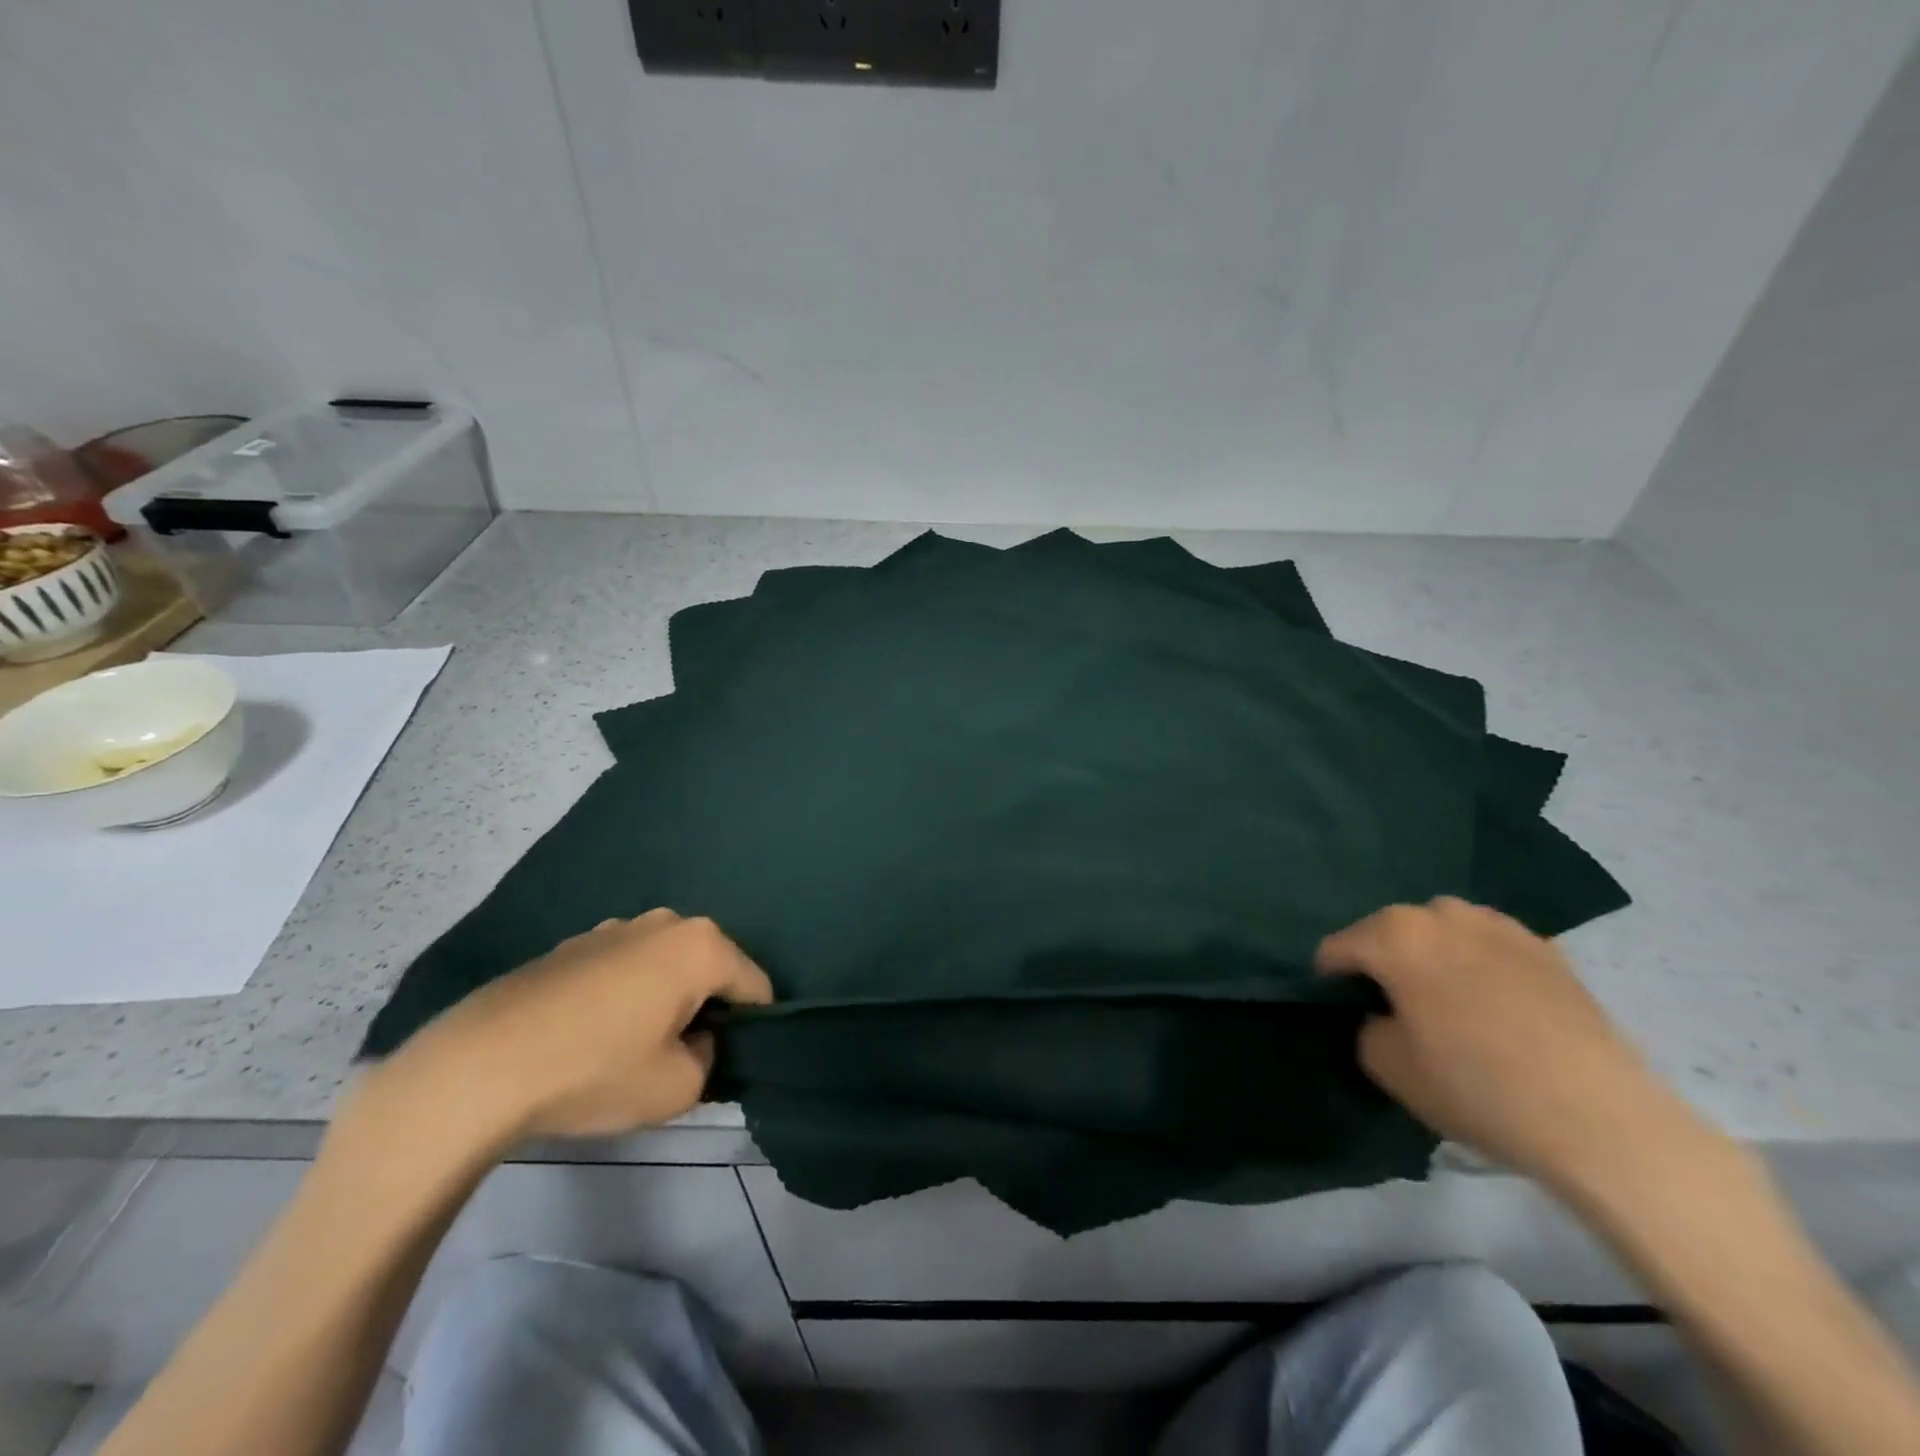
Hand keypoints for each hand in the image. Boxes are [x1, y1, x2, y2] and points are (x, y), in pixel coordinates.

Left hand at [380, 910, 773, 1144]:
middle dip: (706, 1006)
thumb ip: (710, 1060)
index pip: (755, 984)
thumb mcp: (677, 1087)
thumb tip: (696, 1041)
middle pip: (709, 968)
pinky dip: (623, 995)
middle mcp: (665, 923)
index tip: (733, 1059)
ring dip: (664, 998)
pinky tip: (591, 1035)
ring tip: (632, 1046)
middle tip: (683, 1055)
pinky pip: (622, 968)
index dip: (754, 1025)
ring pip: (664, 966)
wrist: (479, 1067)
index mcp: (701, 946)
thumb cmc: (595, 1071)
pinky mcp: (572, 945)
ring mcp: (614, 928)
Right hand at [1315, 897, 1700, 1192]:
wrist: (1600, 1118)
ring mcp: (1498, 925)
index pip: (1337, 948)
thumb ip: (1365, 1027)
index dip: (1330, 981)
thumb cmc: (1476, 1086)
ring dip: (1430, 956)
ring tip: (1446, 1002)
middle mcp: (1441, 913)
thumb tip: (1382, 1015)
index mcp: (1394, 934)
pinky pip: (1488, 946)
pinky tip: (1493, 1006)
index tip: (1343, 1012)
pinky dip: (1477, 964)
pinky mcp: (1546, 948)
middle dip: (1382, 962)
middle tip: (1395, 1009)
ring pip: (1440, 932)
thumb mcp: (1388, 1066)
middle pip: (1388, 931)